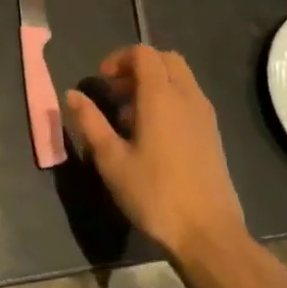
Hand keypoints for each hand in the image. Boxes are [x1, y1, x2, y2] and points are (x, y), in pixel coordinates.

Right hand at [63, 45, 245, 261]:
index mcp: (161, 96)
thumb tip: (73, 94)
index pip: (143, 53)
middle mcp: (187, 96)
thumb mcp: (111, 160)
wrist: (208, 233)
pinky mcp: (213, 133)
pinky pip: (190, 98)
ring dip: (155, 84)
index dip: (119, 58)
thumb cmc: (154, 194)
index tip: (102, 81)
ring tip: (131, 117)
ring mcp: (205, 114)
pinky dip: (170, 100)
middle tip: (116, 93)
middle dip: (138, 67)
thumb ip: (91, 122)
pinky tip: (154, 135)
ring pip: (180, 78)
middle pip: (165, 59)